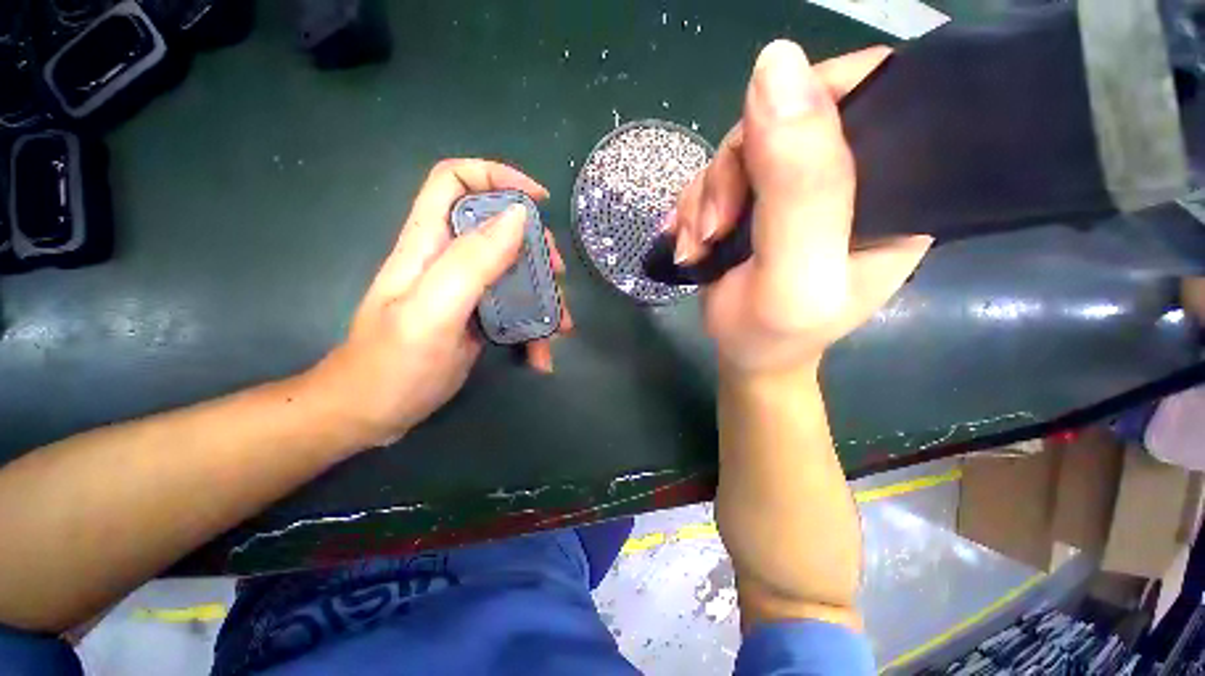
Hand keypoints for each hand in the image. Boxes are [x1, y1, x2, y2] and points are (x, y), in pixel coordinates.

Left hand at [305, 159, 572, 447]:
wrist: (373, 414)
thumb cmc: (394, 364)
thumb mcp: (433, 312)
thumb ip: (473, 261)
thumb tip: (518, 217)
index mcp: (429, 243)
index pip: (455, 180)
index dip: (497, 176)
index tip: (538, 202)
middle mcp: (449, 259)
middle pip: (500, 228)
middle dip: (536, 247)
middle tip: (557, 276)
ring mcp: (467, 290)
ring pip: (516, 271)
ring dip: (544, 295)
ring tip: (560, 328)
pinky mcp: (478, 316)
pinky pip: (515, 308)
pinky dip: (534, 329)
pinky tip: (542, 356)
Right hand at [667, 41, 930, 377]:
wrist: (744, 356)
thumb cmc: (775, 333)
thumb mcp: (795, 273)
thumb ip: (799, 186)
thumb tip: (777, 63)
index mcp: (896, 187)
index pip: (869, 91)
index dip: (806, 103)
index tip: (756, 162)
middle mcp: (852, 176)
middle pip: (787, 116)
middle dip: (733, 170)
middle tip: (713, 228)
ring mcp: (798, 186)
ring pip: (741, 146)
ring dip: (706, 195)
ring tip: (698, 244)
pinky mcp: (758, 199)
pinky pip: (716, 174)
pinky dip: (693, 205)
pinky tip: (690, 240)